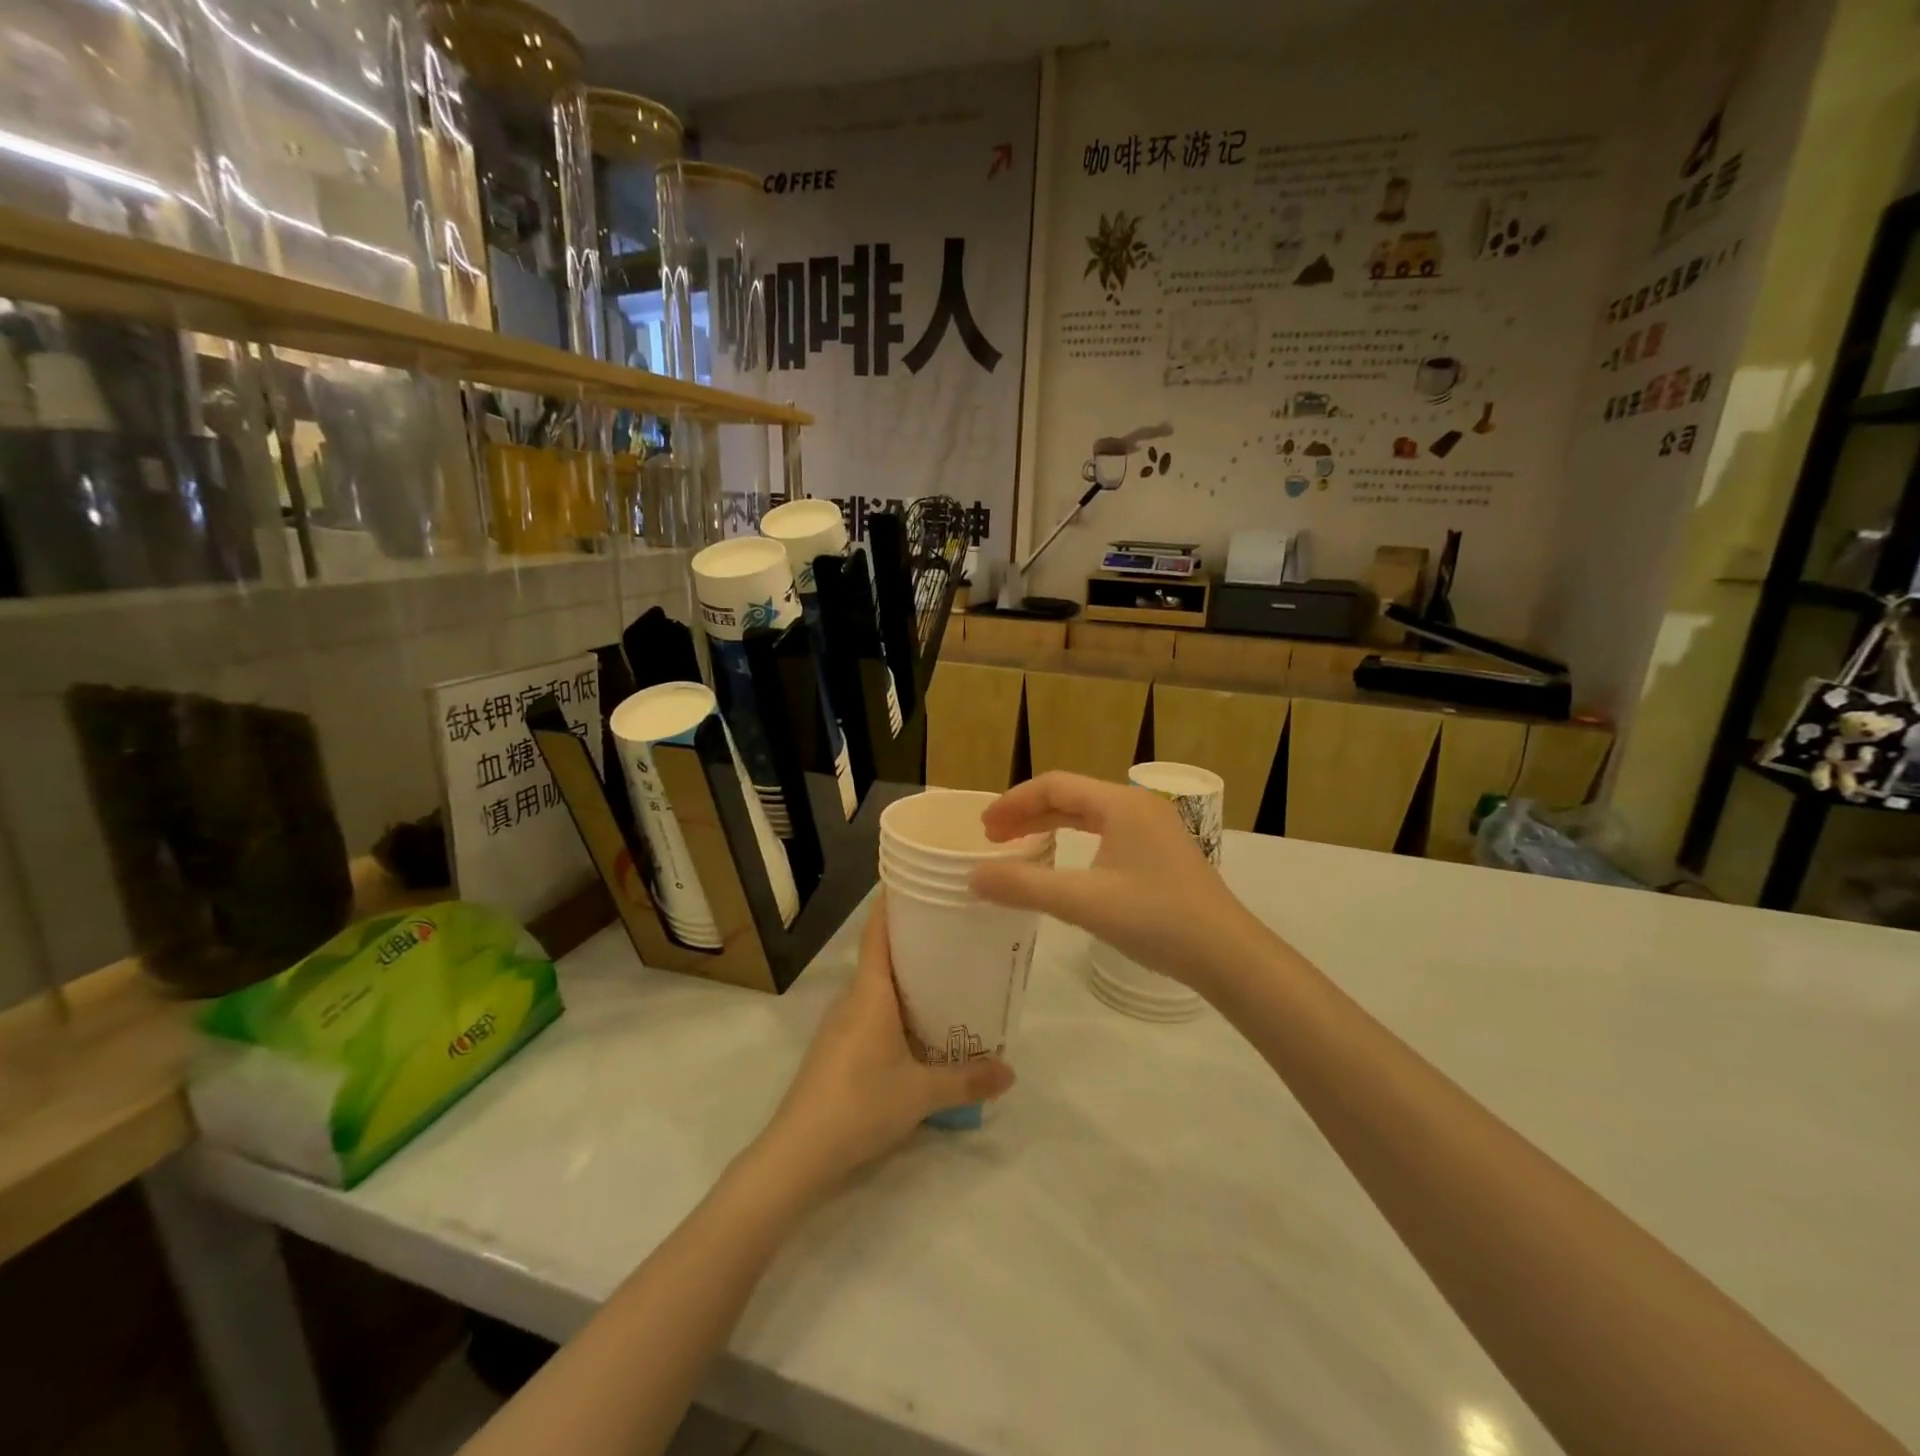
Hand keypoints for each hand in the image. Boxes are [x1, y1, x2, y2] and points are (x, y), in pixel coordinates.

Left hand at [761, 895, 1013, 1188]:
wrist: (798, 1151)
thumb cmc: (861, 1103)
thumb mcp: (921, 1093)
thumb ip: (967, 1080)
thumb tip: (1011, 1072)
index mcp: (870, 991)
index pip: (878, 931)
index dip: (894, 903)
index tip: (920, 883)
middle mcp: (852, 998)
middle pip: (882, 956)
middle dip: (915, 942)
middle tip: (957, 934)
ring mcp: (839, 1024)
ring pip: (876, 987)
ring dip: (906, 979)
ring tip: (947, 979)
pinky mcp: (835, 1049)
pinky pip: (869, 1012)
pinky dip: (894, 1008)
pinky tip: (918, 1028)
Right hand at [971, 772, 1266, 994]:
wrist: (1228, 954)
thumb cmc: (1155, 919)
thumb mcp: (1083, 902)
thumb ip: (1024, 886)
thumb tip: (973, 877)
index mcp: (1120, 803)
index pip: (1054, 785)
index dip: (1013, 802)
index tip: (984, 828)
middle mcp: (1137, 805)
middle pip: (1071, 796)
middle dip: (1028, 814)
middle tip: (993, 838)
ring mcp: (1154, 827)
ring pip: (1089, 814)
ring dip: (1051, 826)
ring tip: (1019, 845)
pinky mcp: (1161, 851)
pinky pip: (1107, 832)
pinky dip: (1075, 840)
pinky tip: (1064, 862)